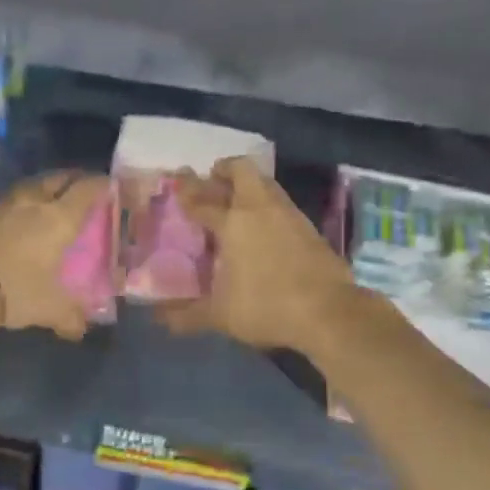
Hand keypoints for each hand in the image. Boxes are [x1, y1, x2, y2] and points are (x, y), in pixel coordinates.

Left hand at [0, 171, 109, 339]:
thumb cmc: (15, 289)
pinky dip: (20, 202)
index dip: (101, 185)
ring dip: (44, 186)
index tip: (111, 187)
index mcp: (59, 219)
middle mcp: (34, 204)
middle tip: (82, 187)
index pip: (87, 190)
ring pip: (30, 185)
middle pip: (58, 179)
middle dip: (73, 179)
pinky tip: (18, 215)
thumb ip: (70, 317)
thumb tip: (80, 329)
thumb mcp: (49, 309)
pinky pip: (8, 200)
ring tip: (50, 196)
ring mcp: (4, 206)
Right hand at [160, 157, 357, 352]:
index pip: (202, 199)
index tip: (176, 181)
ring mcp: (289, 215)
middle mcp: (259, 209)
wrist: (329, 312)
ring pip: (265, 183)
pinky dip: (267, 204)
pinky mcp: (309, 227)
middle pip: (241, 171)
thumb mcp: (220, 316)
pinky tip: (264, 225)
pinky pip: (281, 203)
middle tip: (213, 179)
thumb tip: (160, 319)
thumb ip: (187, 315)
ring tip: (236, 199)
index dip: (186, 191)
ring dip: (249, 184)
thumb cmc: (266, 306)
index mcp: (232, 223)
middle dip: (224, 169)